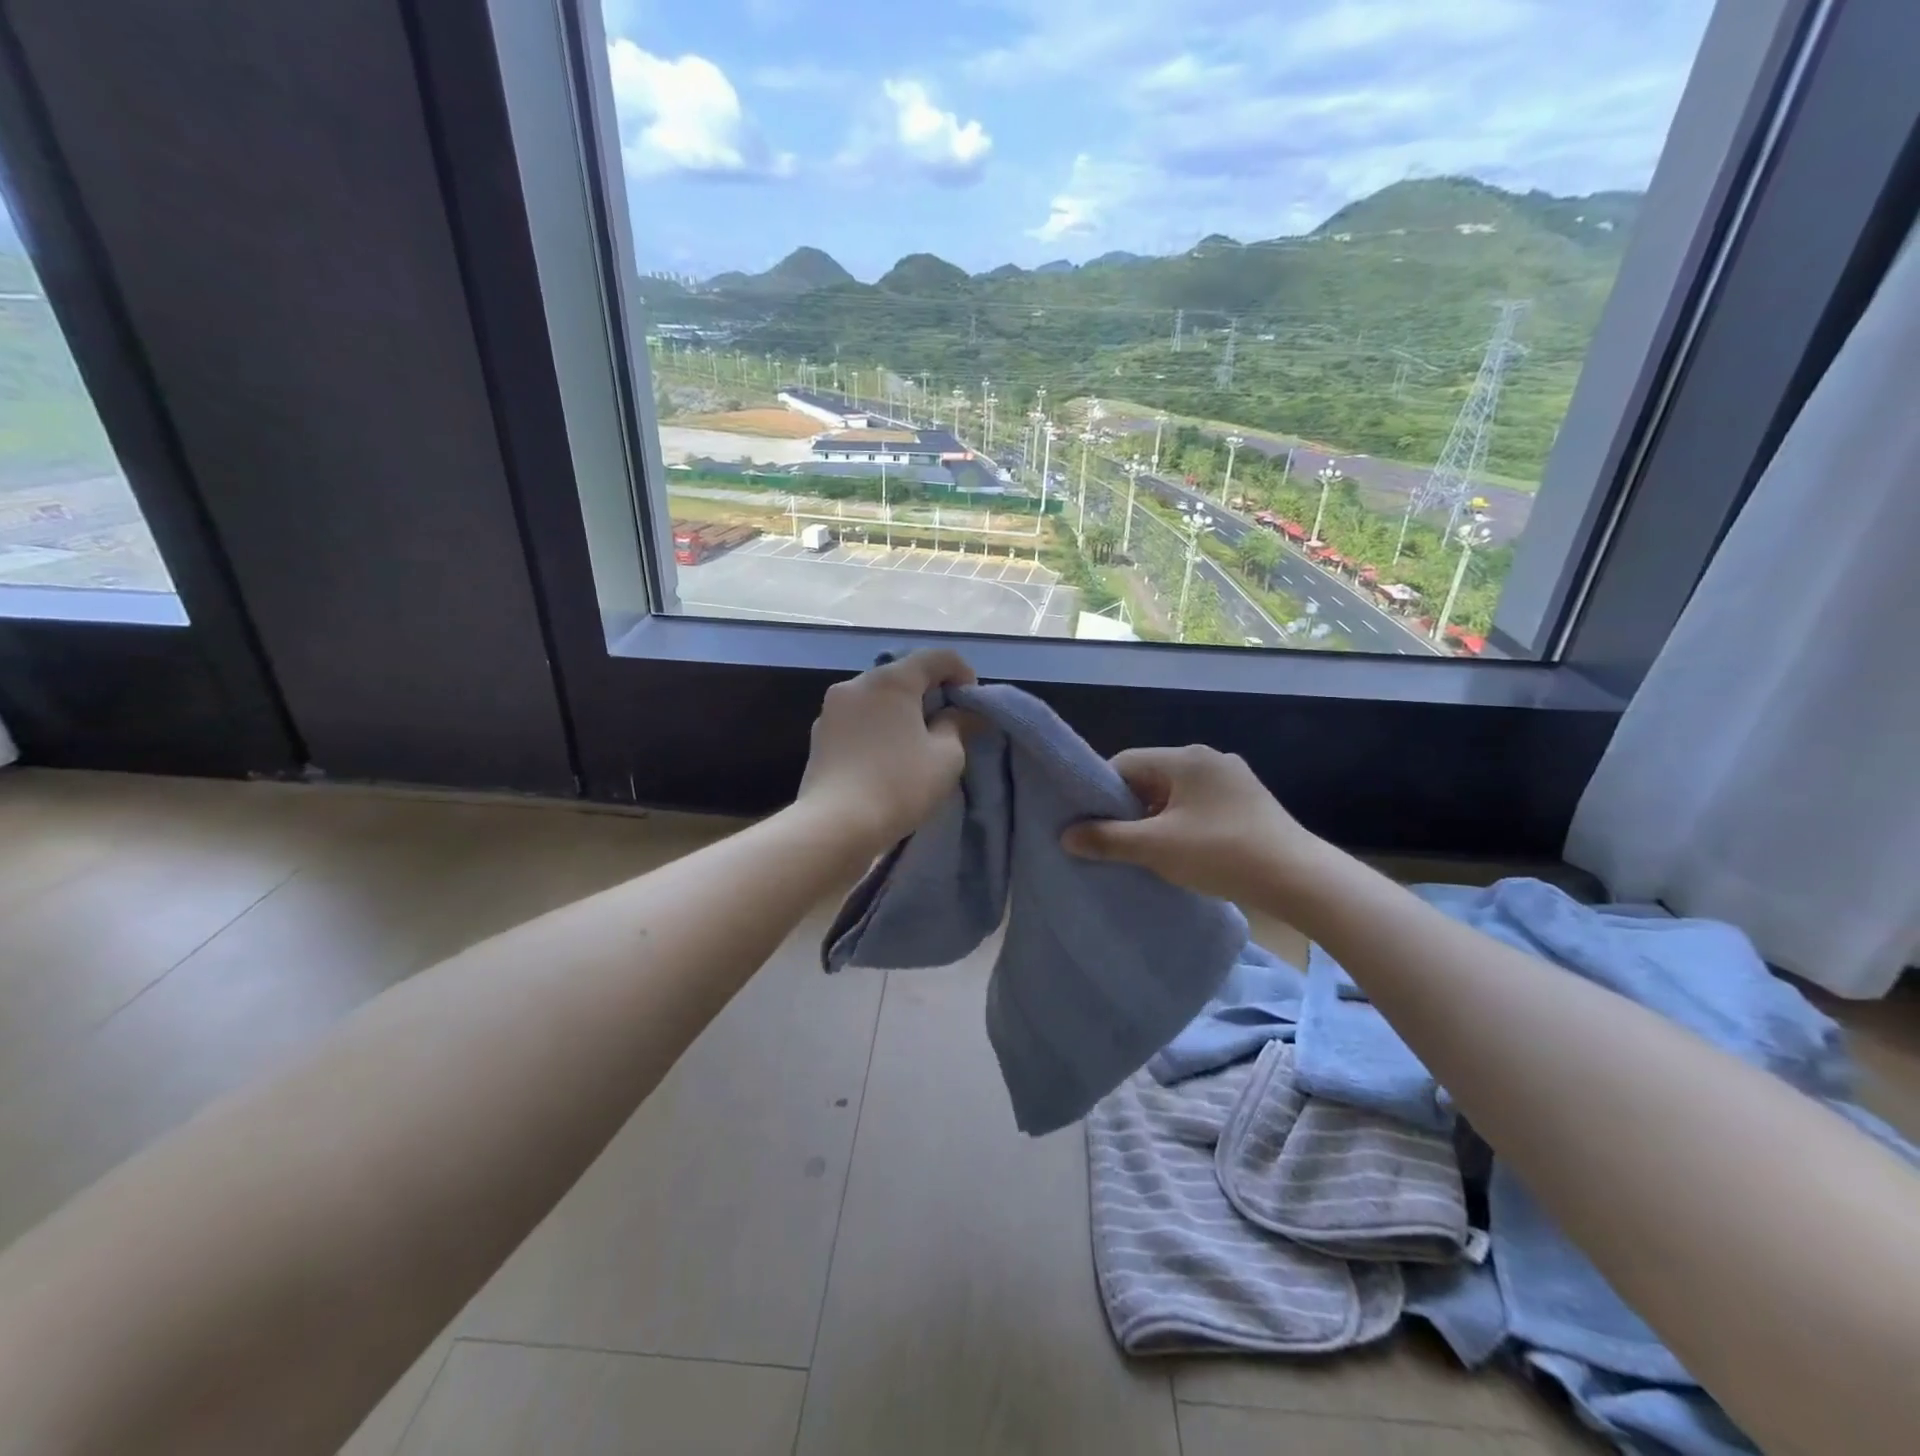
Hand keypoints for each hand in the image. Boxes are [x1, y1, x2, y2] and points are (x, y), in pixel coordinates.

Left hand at [796, 648, 975, 858]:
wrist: (835, 825)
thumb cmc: (899, 785)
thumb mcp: (946, 757)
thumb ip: (959, 725)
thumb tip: (964, 713)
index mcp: (891, 680)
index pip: (936, 657)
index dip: (962, 674)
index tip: (972, 705)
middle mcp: (857, 684)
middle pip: (903, 675)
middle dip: (929, 693)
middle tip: (948, 725)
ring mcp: (831, 709)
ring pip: (877, 698)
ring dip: (900, 712)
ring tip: (915, 744)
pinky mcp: (818, 736)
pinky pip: (858, 720)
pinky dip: (877, 729)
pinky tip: (885, 758)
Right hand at [1062, 745, 1325, 905]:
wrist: (1299, 879)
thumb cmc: (1221, 853)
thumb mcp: (1156, 848)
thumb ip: (1107, 839)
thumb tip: (1066, 836)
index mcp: (1186, 758)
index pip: (1126, 763)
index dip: (1101, 792)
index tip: (1091, 823)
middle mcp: (1209, 759)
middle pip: (1150, 778)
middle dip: (1129, 809)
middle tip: (1115, 842)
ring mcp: (1233, 781)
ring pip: (1176, 795)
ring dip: (1156, 820)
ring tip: (1147, 852)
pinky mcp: (1249, 804)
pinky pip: (1200, 807)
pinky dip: (1183, 825)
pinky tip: (1182, 853)